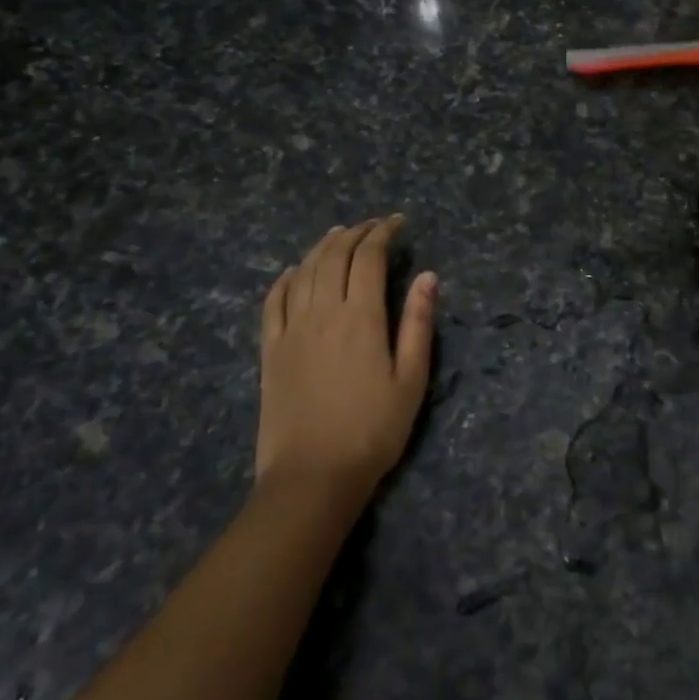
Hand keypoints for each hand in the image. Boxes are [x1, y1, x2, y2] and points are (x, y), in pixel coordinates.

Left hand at [256, 216, 437, 496]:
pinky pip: (274, 300)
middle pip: (334, 256)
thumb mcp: (411, 379)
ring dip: (323, 246)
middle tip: (372, 226)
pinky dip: (287, 277)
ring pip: (305, 271)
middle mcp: (323, 312)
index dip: (383, 233)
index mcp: (361, 317)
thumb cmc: (373, 430)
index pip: (369, 257)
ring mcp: (291, 330)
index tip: (397, 223)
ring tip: (338, 235)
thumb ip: (418, 323)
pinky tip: (296, 271)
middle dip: (355, 233)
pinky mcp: (270, 350)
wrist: (313, 476)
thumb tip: (428, 276)